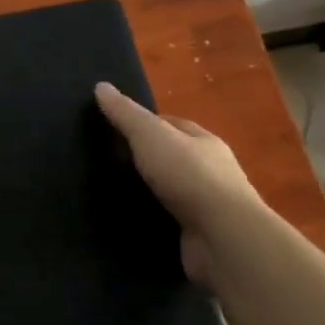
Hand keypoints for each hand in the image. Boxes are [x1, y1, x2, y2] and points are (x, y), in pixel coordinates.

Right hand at [94, 82, 261, 281]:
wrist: (223, 238)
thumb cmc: (189, 176)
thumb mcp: (151, 136)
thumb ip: (126, 114)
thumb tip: (101, 86)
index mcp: (205, 142)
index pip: (172, 125)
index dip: (144, 124)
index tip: (114, 130)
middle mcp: (212, 172)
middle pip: (173, 158)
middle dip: (146, 160)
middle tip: (108, 163)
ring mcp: (208, 207)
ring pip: (171, 192)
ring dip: (148, 193)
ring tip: (112, 194)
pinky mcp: (201, 236)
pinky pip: (170, 223)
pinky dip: (153, 221)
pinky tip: (130, 222)